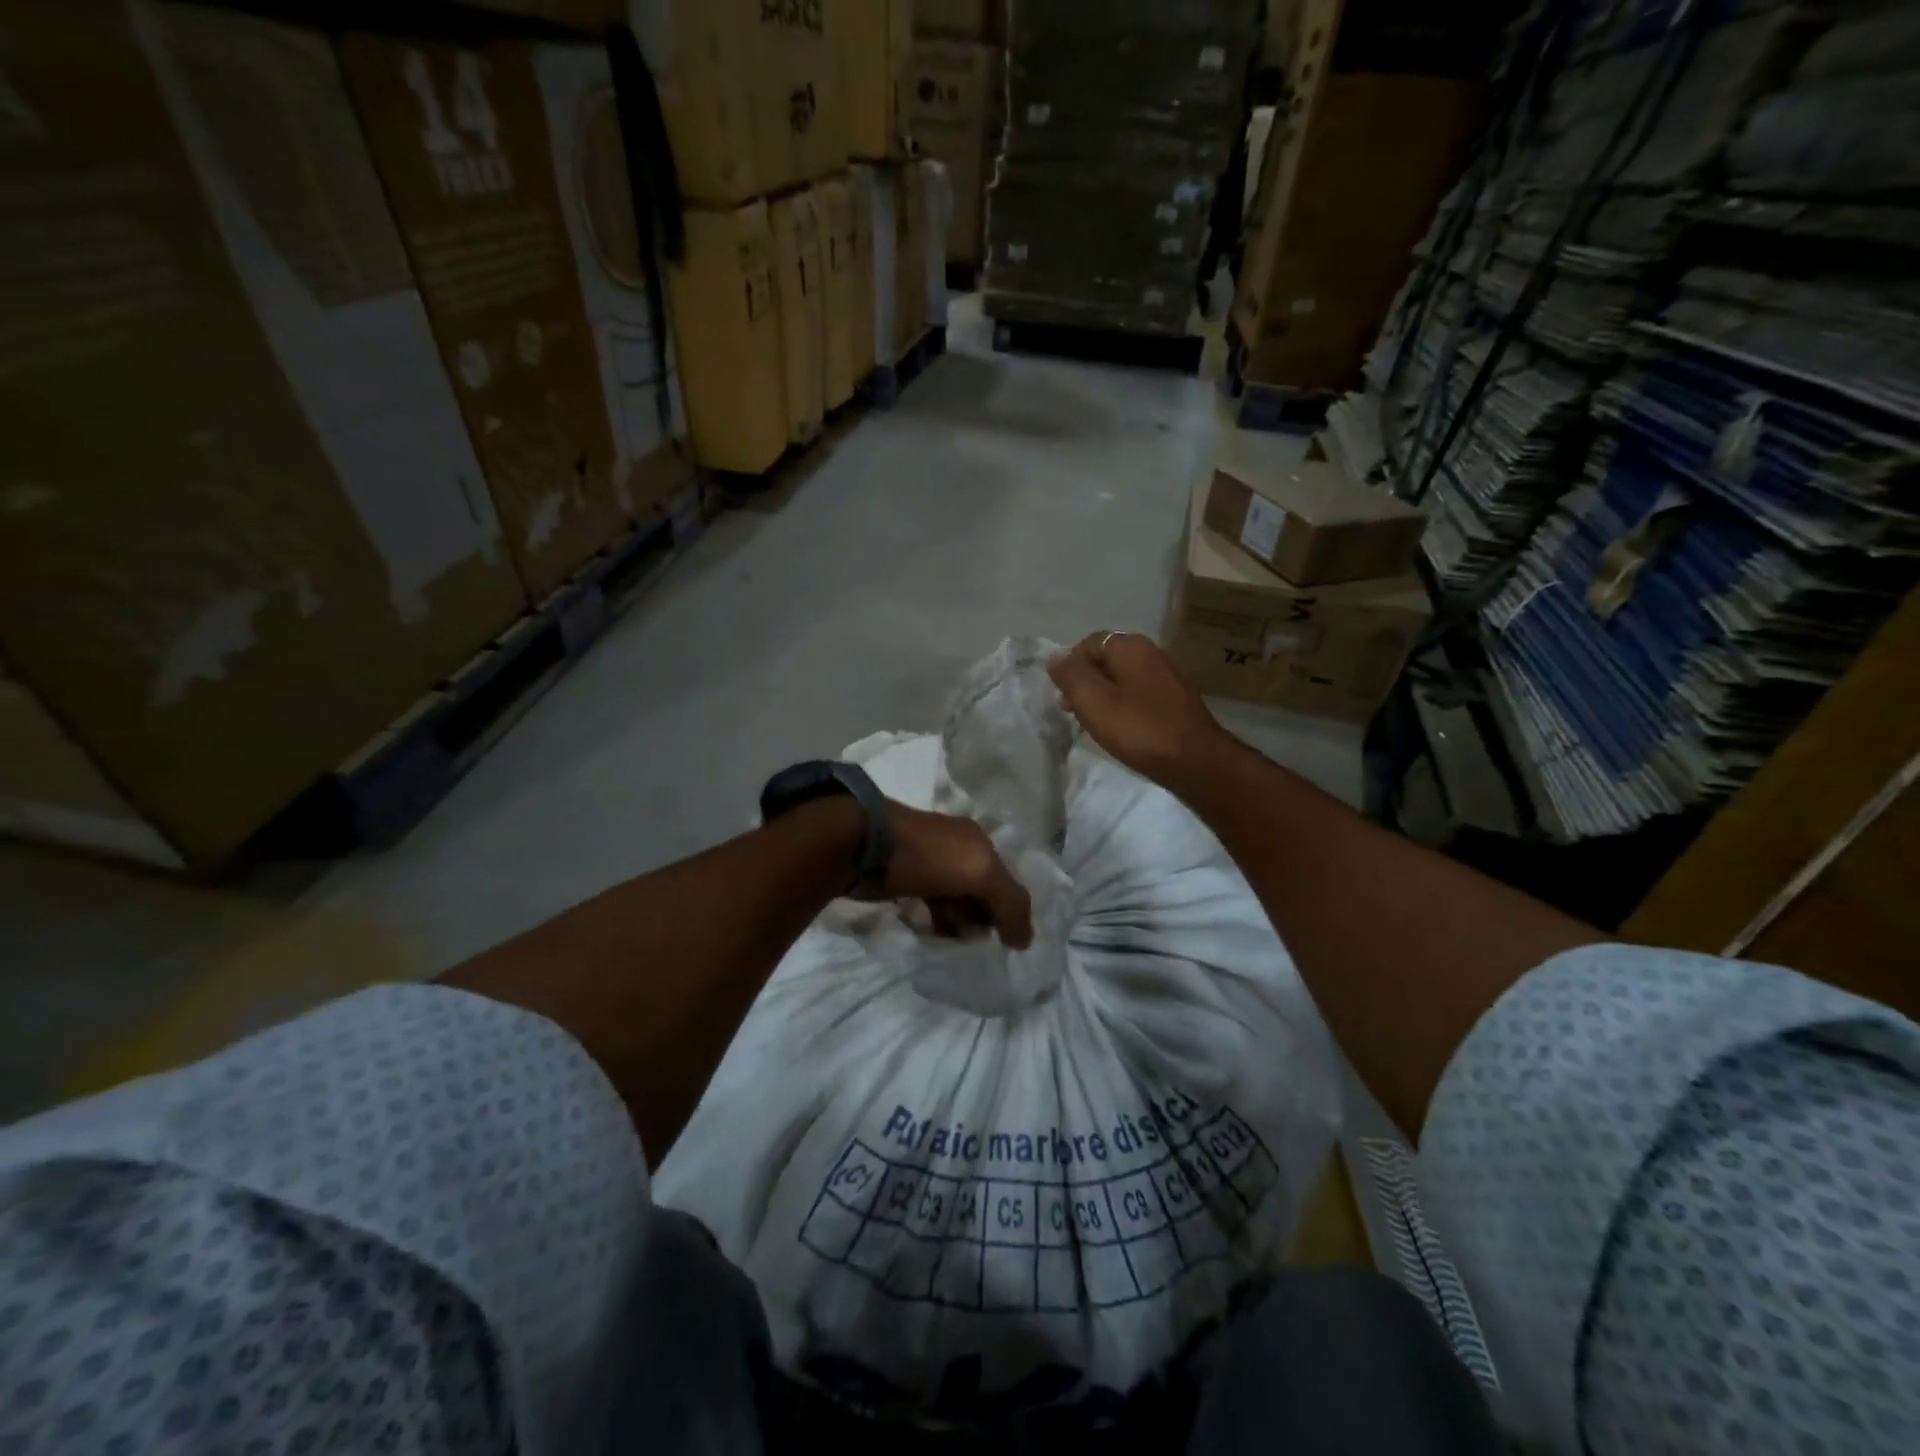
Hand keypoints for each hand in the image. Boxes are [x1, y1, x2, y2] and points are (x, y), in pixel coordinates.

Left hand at [875, 802, 1034, 949]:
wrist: (862, 845)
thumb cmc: (926, 856)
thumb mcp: (979, 873)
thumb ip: (1009, 903)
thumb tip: (1025, 941)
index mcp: (978, 841)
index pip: (1008, 880)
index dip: (1012, 910)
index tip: (1010, 944)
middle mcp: (958, 847)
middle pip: (982, 890)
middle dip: (986, 919)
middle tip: (984, 948)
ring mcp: (929, 862)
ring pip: (956, 899)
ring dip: (962, 923)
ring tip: (960, 946)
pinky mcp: (904, 878)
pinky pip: (932, 904)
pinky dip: (939, 920)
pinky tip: (936, 935)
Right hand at [1048, 632, 1236, 791]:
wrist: (1196, 761)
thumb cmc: (1139, 729)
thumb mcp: (1094, 702)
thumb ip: (1071, 676)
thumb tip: (1055, 656)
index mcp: (1131, 647)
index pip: (1090, 643)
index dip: (1070, 666)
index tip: (1062, 695)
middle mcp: (1152, 653)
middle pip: (1107, 659)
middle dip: (1086, 682)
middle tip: (1073, 711)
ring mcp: (1167, 677)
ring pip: (1123, 679)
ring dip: (1103, 696)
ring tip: (1094, 723)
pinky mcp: (1175, 700)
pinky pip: (1139, 694)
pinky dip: (1123, 706)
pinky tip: (1121, 729)